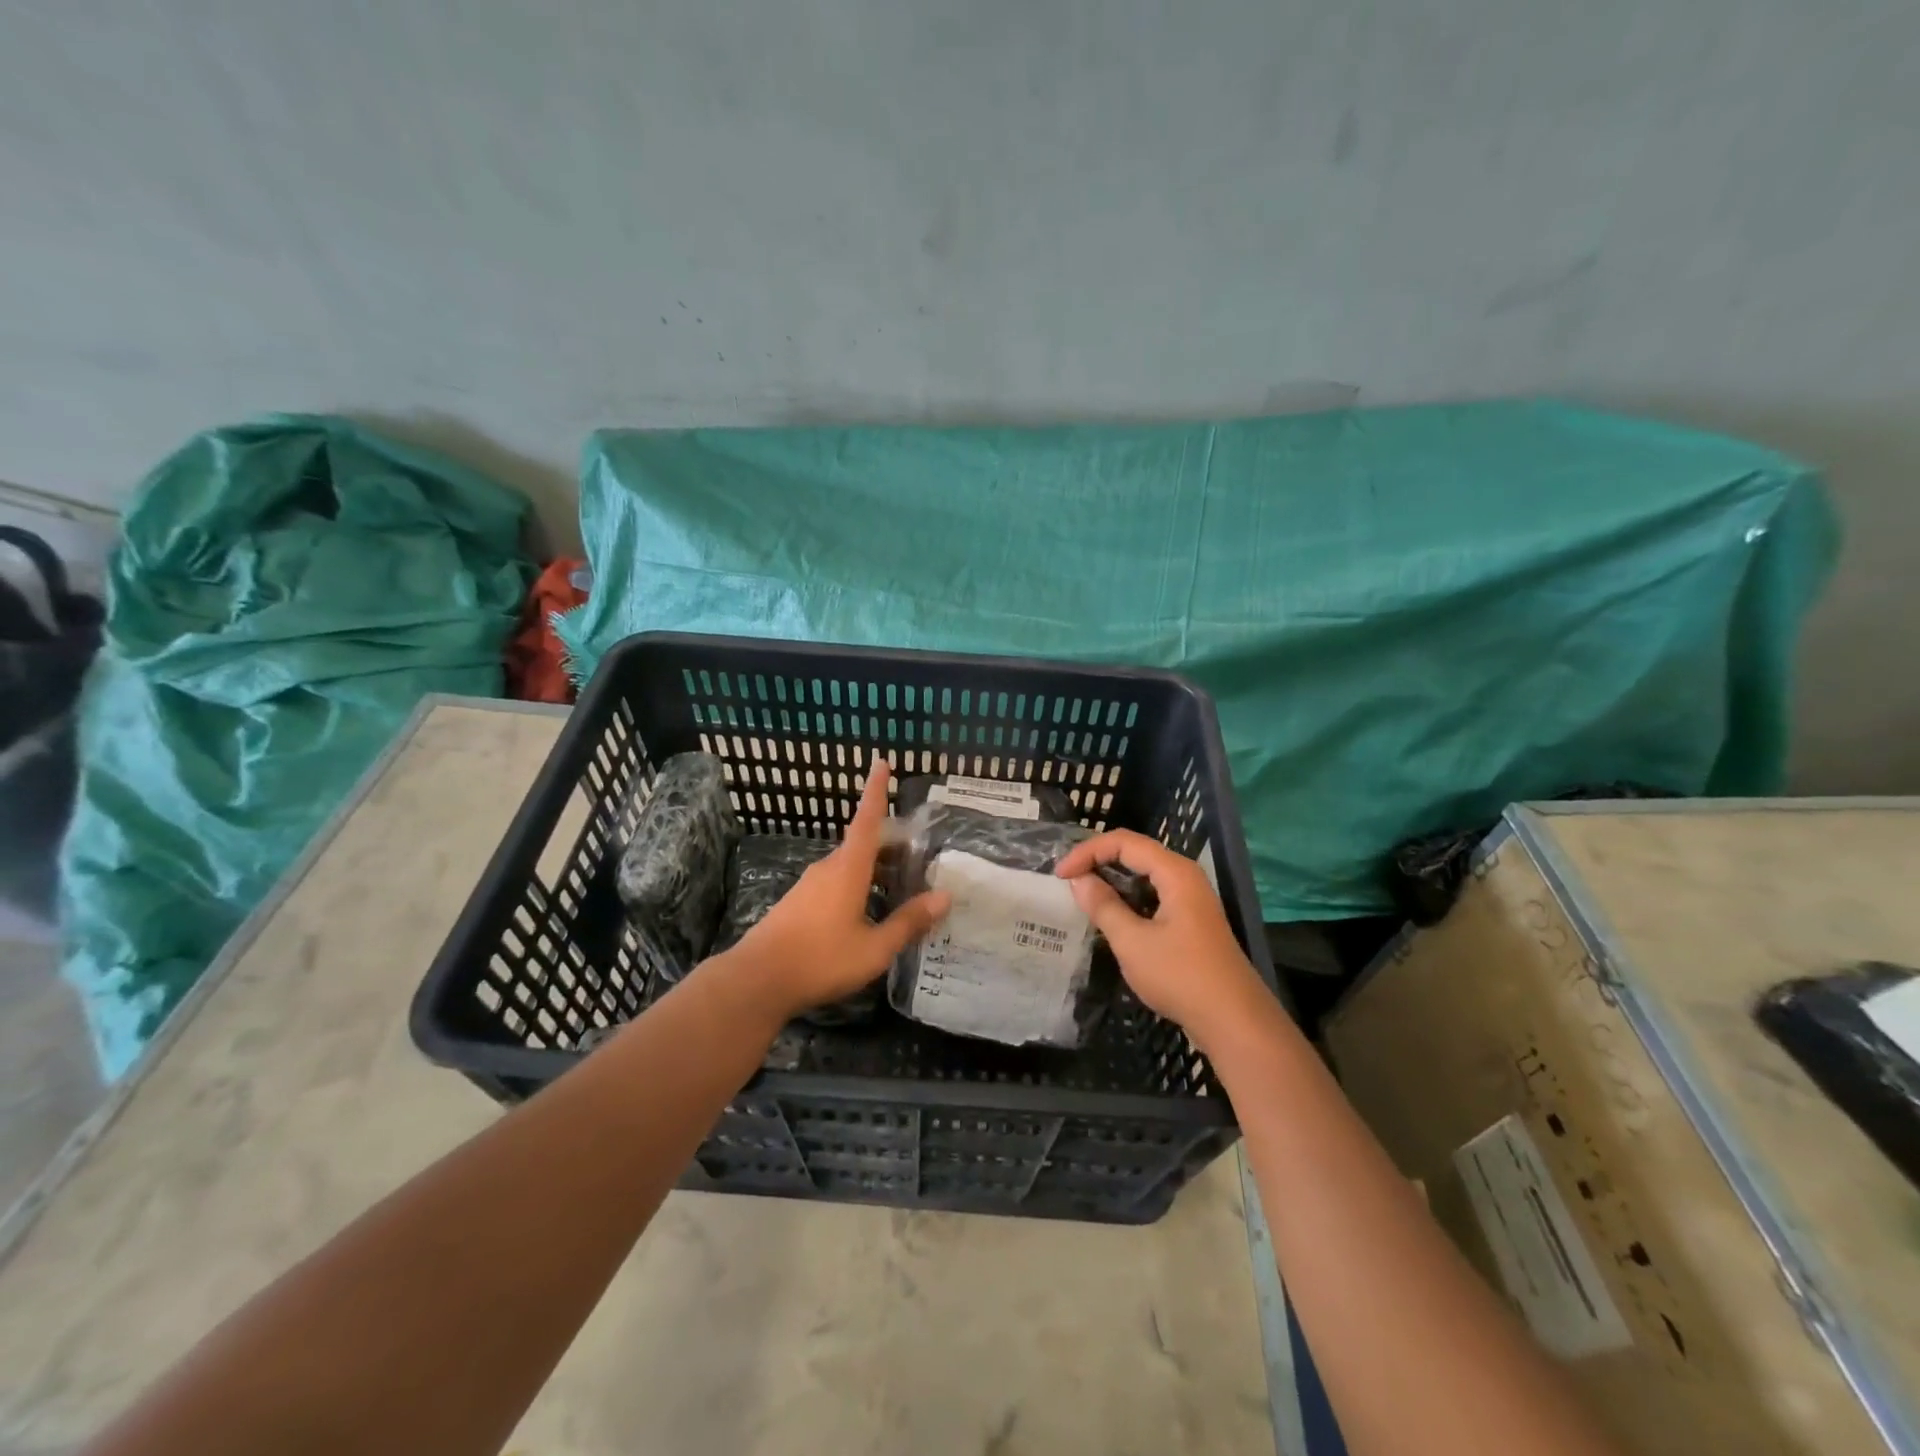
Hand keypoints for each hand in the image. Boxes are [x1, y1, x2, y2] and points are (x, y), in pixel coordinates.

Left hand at [726, 757, 949, 1019]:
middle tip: (918, 853)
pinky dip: (858, 885)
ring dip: (875, 869)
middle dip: (890, 845)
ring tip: (900, 886)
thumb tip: (945, 897)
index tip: (881, 762)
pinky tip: (868, 911)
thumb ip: (909, 921)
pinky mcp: (798, 903)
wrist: (757, 980)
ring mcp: (809, 885)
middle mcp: (828, 868)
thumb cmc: (821, 959)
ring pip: (849, 866)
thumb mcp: (874, 948)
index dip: (876, 790)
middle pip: (863, 844)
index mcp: (848, 869)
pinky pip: (836, 883)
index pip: (866, 819)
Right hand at [1054, 830, 1269, 1050]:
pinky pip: (1153, 894)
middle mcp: (1185, 877)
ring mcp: (1191, 899)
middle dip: (1098, 860)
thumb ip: (1103, 906)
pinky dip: (1128, 897)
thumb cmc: (1181, 977)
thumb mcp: (1133, 942)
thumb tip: (1079, 880)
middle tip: (1068, 880)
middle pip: (1135, 852)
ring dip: (1113, 879)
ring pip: (1145, 874)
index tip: (1060, 875)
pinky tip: (1111, 915)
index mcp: (1175, 872)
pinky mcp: (1191, 920)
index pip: (1124, 842)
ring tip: (1083, 895)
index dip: (1088, 851)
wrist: (1234, 1021)